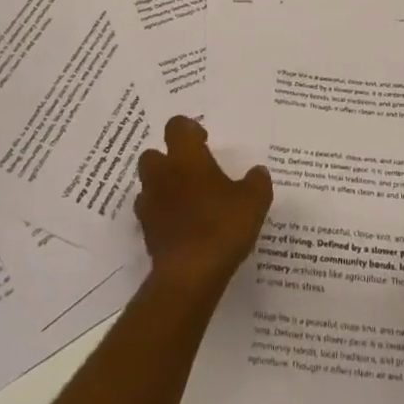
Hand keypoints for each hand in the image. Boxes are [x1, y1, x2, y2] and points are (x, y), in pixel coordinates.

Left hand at [135, 116, 271, 293]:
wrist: (189, 276)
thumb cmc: (222, 226)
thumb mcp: (254, 201)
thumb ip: (257, 181)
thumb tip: (258, 172)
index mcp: (186, 157)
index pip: (176, 127)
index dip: (189, 130)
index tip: (204, 142)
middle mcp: (162, 174)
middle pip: (153, 154)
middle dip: (169, 159)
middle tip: (193, 172)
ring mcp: (150, 204)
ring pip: (149, 185)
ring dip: (163, 188)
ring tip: (188, 202)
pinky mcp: (146, 233)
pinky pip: (151, 215)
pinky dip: (163, 216)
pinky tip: (183, 228)